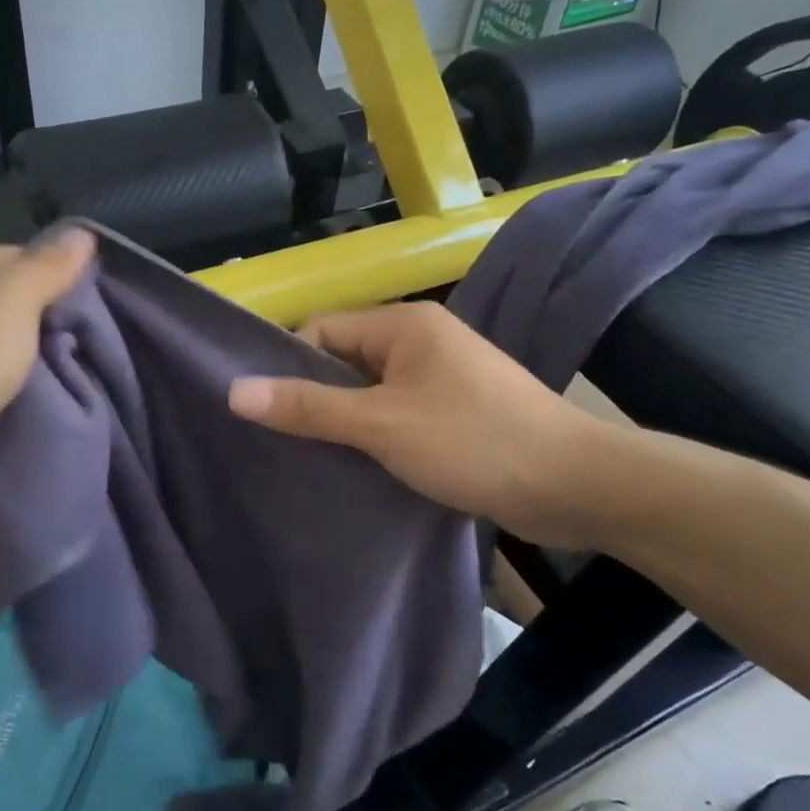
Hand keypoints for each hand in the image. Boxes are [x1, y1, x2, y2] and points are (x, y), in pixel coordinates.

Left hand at [0, 230, 95, 518]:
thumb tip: (83, 233)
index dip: (63, 286)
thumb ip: (49, 267)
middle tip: (87, 356)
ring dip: (23, 368)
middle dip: (47, 331)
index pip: (26, 260)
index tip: (96, 320)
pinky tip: (24, 410)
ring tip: (69, 386)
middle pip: (9, 305)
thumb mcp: (13, 301)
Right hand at [227, 301, 617, 546]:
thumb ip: (308, 408)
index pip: (321, 330)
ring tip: (313, 462)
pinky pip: (397, 415)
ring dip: (345, 425)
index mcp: (403, 325)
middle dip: (315, 400)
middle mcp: (421, 341)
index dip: (290, 367)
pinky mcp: (455, 413)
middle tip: (284, 445)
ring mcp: (441, 378)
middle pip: (344, 361)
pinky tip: (357, 470)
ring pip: (370, 393)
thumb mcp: (380, 425)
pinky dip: (376, 438)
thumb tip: (235, 391)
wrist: (575, 485)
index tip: (270, 415)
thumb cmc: (472, 442)